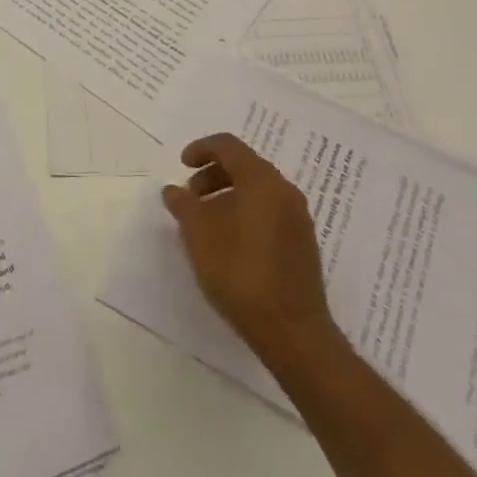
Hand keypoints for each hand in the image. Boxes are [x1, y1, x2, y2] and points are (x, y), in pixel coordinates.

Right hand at [161, 133, 339, 366]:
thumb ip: (184, 205)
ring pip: (258, 190)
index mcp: (262, 180)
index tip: (182, 166)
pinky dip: (246, 211)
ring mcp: (298, 218)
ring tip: (206, 222)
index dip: (201, 149)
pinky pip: (270, 211)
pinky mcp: (302, 243)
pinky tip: (229, 241)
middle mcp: (285, 191)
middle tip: (191, 197)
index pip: (229, 146)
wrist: (292, 330)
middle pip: (245, 165)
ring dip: (228, 194)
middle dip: (213, 174)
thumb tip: (173, 190)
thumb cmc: (240, 273)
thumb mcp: (199, 235)